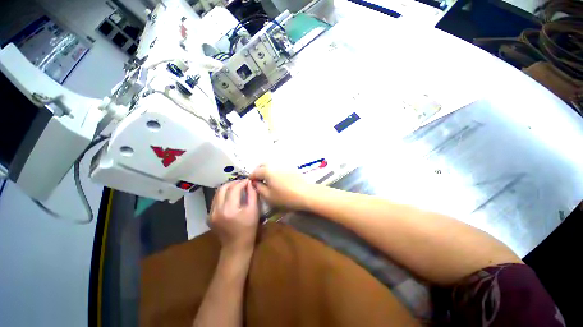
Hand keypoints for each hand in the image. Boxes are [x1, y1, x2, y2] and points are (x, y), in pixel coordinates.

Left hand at [209, 180, 258, 250]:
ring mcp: (211, 214)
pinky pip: (215, 200)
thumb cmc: (248, 229)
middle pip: (223, 188)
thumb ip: (252, 194)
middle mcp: (217, 210)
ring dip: (228, 188)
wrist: (236, 247)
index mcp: (229, 210)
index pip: (234, 189)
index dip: (242, 182)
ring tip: (237, 188)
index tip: (248, 181)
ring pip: (217, 193)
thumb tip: (250, 183)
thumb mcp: (254, 211)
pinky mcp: (209, 216)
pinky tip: (231, 197)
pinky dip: (223, 195)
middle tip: (242, 183)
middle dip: (233, 183)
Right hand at [249, 165, 314, 210]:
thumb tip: (255, 183)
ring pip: (270, 164)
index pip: (255, 172)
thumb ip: (259, 188)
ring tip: (267, 178)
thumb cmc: (285, 196)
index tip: (251, 182)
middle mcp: (274, 164)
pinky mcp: (290, 166)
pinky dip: (274, 169)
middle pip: (262, 165)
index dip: (251, 178)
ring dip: (266, 169)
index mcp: (267, 170)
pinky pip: (278, 165)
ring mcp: (283, 164)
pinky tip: (276, 177)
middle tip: (258, 179)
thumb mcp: (268, 196)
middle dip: (258, 171)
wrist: (305, 193)